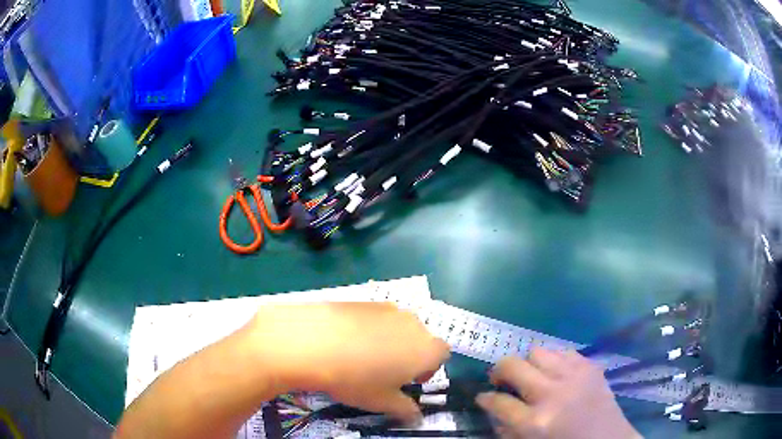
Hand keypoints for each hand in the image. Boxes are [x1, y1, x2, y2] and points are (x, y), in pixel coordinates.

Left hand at [249, 302, 449, 422]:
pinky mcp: (365, 301)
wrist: (314, 343)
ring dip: (390, 341)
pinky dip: (370, 329)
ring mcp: (388, 308)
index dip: (430, 369)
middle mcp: (413, 323)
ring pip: (398, 327)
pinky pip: (377, 317)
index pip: (442, 354)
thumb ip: (406, 410)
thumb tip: (417, 418)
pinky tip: (346, 343)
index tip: (409, 381)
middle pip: (421, 339)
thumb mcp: (383, 402)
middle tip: (385, 372)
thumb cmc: (356, 379)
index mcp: (425, 349)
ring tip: (363, 357)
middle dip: (410, 355)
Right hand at [476, 348, 640, 438]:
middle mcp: (553, 393)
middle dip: (499, 371)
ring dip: (528, 364)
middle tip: (501, 380)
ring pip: (538, 351)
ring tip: (532, 376)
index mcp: (535, 422)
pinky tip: (556, 374)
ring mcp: (575, 375)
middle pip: (513, 365)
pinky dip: (553, 360)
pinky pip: (563, 351)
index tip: (483, 396)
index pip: (498, 402)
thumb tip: (492, 406)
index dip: (485, 398)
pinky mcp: (591, 366)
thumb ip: (506, 429)